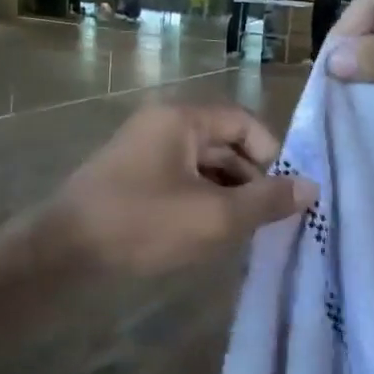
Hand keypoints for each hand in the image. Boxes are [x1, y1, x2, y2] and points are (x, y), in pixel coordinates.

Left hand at [43, 105, 317, 276]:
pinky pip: (180, 181)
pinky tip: (210, 235)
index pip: (244, 122)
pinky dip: (201, 202)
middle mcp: (163, 125)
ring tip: (245, 233)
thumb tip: (311, 187)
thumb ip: (265, 201)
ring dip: (228, 194)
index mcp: (181, 119)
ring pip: (203, 166)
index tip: (285, 195)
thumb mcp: (213, 216)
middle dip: (251, 180)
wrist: (62, 253)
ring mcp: (144, 151)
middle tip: (270, 220)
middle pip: (224, 143)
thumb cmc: (142, 224)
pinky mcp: (132, 179)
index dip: (272, 155)